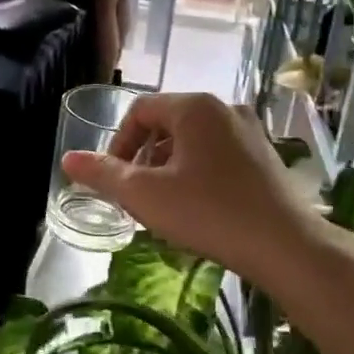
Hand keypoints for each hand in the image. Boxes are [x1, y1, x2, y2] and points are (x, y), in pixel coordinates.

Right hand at [63, 94, 350, 286]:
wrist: (286, 246)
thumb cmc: (208, 213)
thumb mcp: (144, 195)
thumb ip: (102, 174)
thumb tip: (67, 158)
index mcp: (194, 107)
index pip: (139, 111)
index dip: (117, 143)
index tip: (114, 179)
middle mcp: (224, 108)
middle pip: (167, 124)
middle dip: (143, 157)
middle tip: (137, 194)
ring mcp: (250, 131)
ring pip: (193, 141)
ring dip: (169, 166)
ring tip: (165, 204)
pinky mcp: (266, 156)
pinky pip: (218, 153)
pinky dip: (197, 172)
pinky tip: (199, 207)